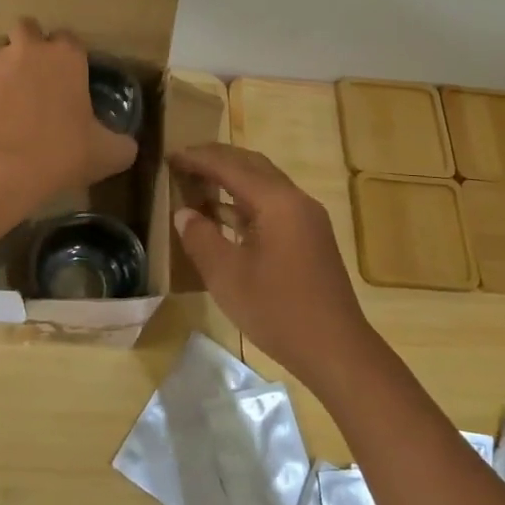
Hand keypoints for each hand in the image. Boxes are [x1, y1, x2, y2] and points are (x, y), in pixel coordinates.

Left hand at [0, 19, 137, 249]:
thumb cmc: (59, 153)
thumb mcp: (107, 155)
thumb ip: (121, 144)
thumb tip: (125, 145)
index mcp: (66, 56)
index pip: (70, 39)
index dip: (70, 58)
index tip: (71, 80)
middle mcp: (27, 49)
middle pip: (28, 30)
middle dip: (31, 47)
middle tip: (39, 80)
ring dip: (5, 68)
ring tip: (12, 101)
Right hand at [169, 144, 375, 387]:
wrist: (335, 349)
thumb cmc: (278, 310)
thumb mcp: (227, 276)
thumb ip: (201, 238)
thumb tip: (184, 213)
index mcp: (278, 202)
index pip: (231, 167)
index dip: (198, 159)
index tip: (170, 154)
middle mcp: (296, 201)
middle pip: (252, 166)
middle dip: (217, 160)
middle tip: (184, 161)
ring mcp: (307, 219)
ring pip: (264, 185)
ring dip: (231, 180)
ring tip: (197, 183)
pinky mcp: (309, 237)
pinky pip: (272, 206)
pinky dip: (245, 203)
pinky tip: (222, 215)